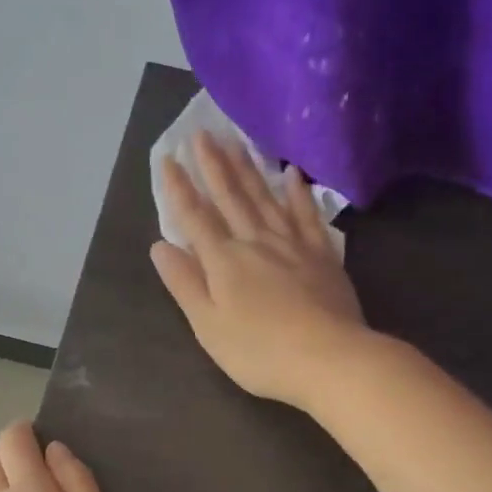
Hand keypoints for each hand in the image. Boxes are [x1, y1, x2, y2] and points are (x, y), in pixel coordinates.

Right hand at [151, 131, 368, 407]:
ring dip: (248, 168)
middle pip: (230, 197)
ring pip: (265, 197)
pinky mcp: (321, 254)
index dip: (179, 187)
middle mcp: (255, 241)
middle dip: (213, 164)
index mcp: (224, 260)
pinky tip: (292, 173)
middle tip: (202, 132)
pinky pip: (306, 214)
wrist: (330, 359)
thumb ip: (185, 283)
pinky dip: (298, 192)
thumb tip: (160, 246)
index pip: (194, 216)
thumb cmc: (260, 351)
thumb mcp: (209, 325)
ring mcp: (292, 244)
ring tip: (236, 140)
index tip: (168, 158)